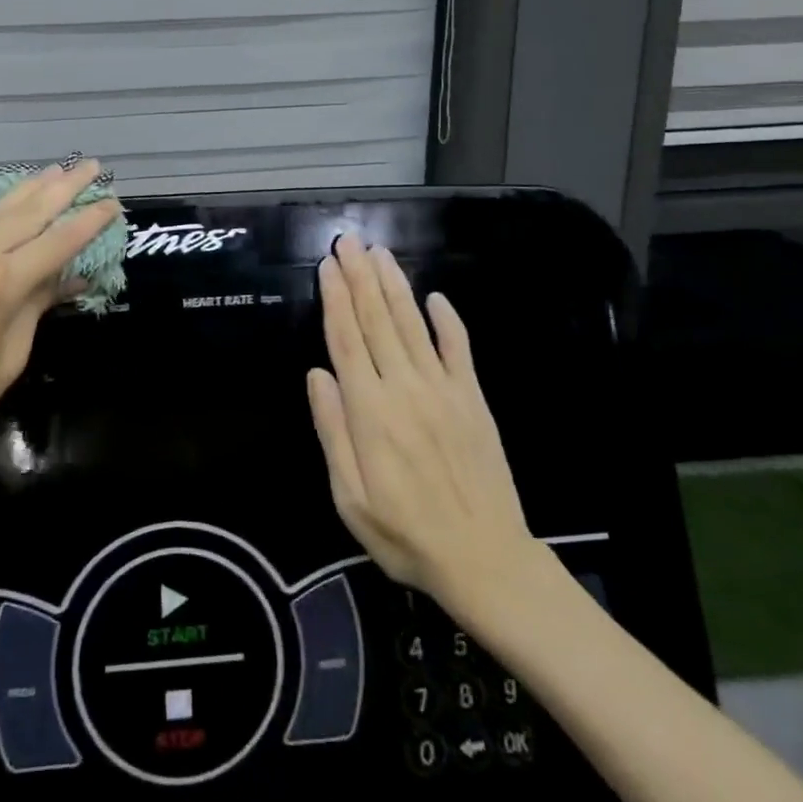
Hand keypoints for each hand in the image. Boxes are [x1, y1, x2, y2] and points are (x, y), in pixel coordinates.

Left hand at [0, 158, 121, 469]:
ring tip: (57, 171)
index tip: (113, 202)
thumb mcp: (11, 355)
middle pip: (28, 212)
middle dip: (63, 187)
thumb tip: (68, 277)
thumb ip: (37, 305)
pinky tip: (16, 203)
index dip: (88, 222)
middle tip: (92, 166)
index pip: (56, 242)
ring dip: (31, 189)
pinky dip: (2, 211)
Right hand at [307, 234, 542, 614]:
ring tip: (379, 253)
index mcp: (369, 411)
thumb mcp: (349, 497)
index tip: (328, 264)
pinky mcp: (472, 399)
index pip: (346, 339)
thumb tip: (317, 373)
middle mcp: (404, 388)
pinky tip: (434, 296)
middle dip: (359, 277)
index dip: (335, 298)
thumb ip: (332, 431)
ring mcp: (443, 389)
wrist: (485, 560)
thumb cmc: (405, 533)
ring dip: (394, 286)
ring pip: (412, 324)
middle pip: (377, 320)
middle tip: (349, 240)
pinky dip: (447, 320)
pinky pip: (458, 349)